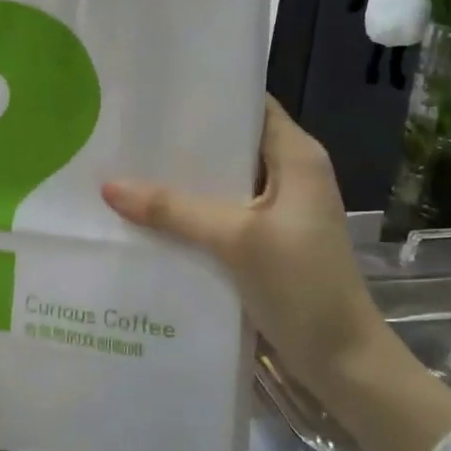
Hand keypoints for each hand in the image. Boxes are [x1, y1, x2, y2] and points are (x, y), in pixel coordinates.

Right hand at [102, 97, 379, 373]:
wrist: (341, 359)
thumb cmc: (301, 284)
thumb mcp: (236, 239)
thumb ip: (173, 210)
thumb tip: (109, 187)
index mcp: (297, 156)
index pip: (249, 105)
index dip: (207, 95)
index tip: (156, 91)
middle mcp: (288, 174)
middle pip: (229, 143)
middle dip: (182, 140)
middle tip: (126, 131)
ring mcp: (277, 210)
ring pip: (221, 181)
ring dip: (181, 180)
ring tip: (125, 167)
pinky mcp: (264, 240)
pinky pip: (220, 213)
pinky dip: (189, 211)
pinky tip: (147, 214)